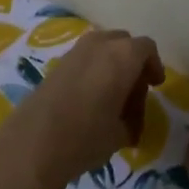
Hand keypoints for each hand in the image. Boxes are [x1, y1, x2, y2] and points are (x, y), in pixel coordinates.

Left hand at [5, 29, 162, 187]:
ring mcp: (75, 52)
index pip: (146, 48)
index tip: (155, 85)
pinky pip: (84, 59)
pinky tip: (89, 100)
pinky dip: (93, 71)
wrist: (33, 143)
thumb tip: (129, 121)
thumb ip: (131, 119)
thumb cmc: (87, 136)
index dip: (154, 66)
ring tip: (111, 98)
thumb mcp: (121, 133)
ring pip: (102, 48)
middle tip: (134, 93)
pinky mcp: (56, 64)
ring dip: (111, 66)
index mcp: (123, 56)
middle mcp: (99, 45)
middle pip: (124, 44)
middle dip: (132, 64)